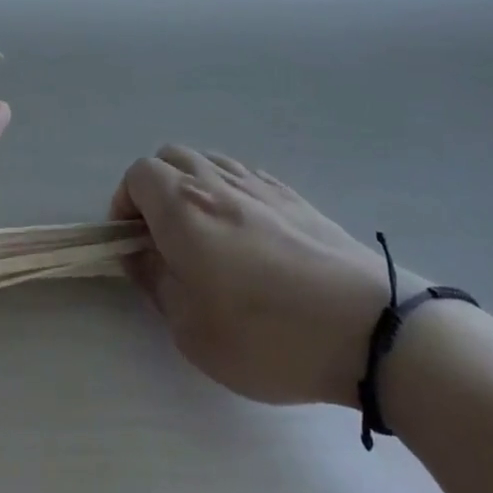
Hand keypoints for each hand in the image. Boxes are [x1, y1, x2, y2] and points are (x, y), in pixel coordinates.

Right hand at [116, 147, 408, 407]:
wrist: (367, 327)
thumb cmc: (266, 334)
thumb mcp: (191, 328)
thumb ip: (156, 281)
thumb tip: (137, 253)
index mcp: (184, 207)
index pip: (139, 174)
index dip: (125, 204)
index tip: (133, 243)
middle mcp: (217, 183)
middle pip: (171, 158)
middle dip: (156, 189)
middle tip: (164, 239)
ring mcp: (260, 185)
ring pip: (210, 162)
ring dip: (193, 187)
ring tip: (205, 237)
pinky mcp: (294, 197)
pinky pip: (245, 177)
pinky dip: (229, 193)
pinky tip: (246, 235)